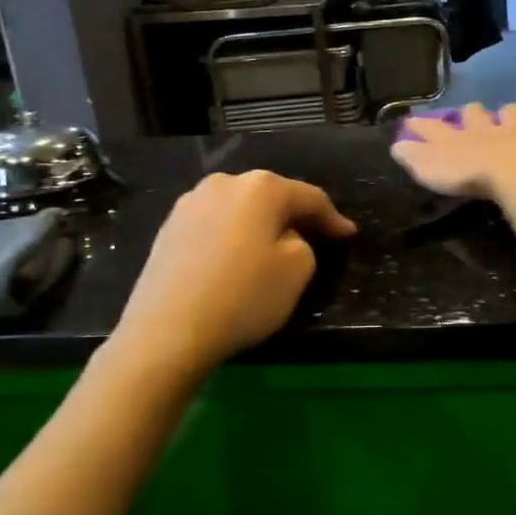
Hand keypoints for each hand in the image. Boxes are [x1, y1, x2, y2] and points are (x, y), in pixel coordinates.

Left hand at [109, 170, 356, 379]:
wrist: (167, 331)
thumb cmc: (243, 296)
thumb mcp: (298, 270)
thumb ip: (304, 243)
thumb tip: (285, 237)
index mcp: (262, 187)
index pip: (310, 197)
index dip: (333, 218)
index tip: (348, 235)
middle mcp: (225, 183)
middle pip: (271, 196)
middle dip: (294, 215)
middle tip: (314, 236)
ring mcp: (190, 203)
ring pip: (239, 209)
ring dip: (259, 224)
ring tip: (271, 247)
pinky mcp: (168, 228)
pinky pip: (214, 225)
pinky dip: (231, 237)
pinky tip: (234, 259)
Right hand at [392, 102, 515, 235]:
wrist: (512, 174)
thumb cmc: (468, 175)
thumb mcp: (430, 169)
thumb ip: (414, 157)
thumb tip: (396, 145)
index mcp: (459, 138)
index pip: (436, 129)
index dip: (424, 126)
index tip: (414, 121)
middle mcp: (487, 129)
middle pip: (477, 114)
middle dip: (472, 113)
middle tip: (472, 112)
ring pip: (514, 114)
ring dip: (513, 113)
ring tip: (515, 113)